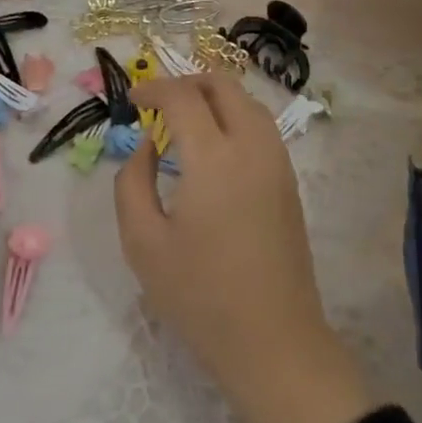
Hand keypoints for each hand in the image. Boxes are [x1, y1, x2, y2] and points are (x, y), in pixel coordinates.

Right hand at [115, 75, 375, 422]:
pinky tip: (212, 149)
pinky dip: (234, 119)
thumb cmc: (200, 295)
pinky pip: (261, 128)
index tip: (132, 100)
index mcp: (214, 157)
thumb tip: (149, 145)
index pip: (183, 96)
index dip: (153, 88)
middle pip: (223, 86)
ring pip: (247, 103)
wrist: (273, 339)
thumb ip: (133, 182)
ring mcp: (278, 162)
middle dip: (187, 82)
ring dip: (214, 99)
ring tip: (183, 124)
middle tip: (157, 104)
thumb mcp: (143, 242)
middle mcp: (253, 147)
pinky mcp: (289, 181)